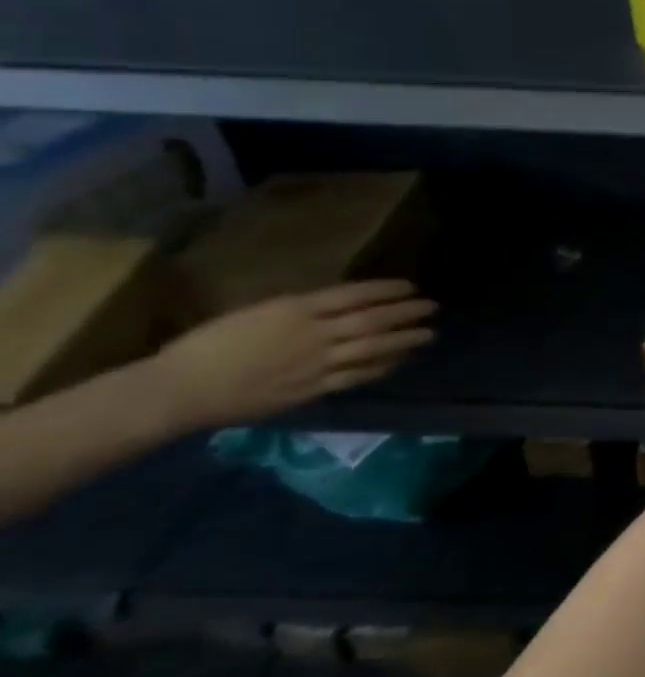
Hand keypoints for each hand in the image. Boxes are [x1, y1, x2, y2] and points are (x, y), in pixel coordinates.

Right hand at [153, 280, 436, 429]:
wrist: (179, 389)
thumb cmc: (208, 345)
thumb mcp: (258, 311)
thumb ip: (300, 308)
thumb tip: (336, 304)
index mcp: (297, 309)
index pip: (356, 294)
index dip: (388, 290)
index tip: (411, 287)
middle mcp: (314, 333)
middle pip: (373, 320)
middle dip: (407, 312)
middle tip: (433, 307)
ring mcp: (316, 363)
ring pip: (373, 348)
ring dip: (406, 339)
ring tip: (429, 333)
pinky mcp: (312, 389)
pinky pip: (357, 376)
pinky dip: (383, 366)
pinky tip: (400, 360)